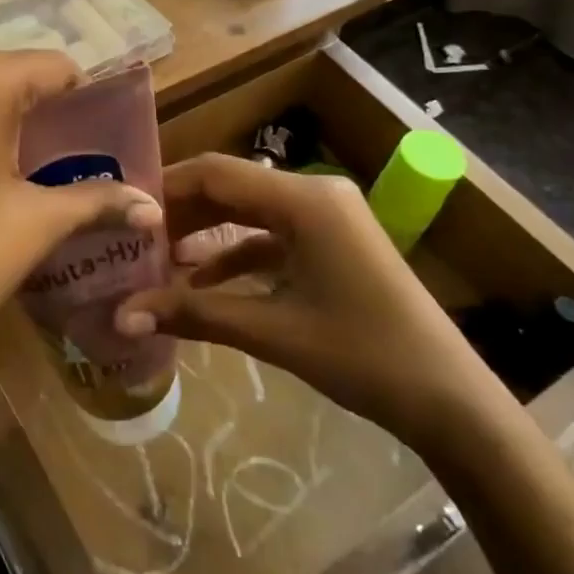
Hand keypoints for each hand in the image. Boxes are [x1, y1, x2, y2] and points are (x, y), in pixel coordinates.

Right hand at [114, 154, 504, 448]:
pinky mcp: (334, 243)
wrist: (451, 401)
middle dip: (181, 213)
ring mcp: (328, 218)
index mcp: (305, 200)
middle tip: (132, 238)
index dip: (166, 187)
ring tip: (158, 259)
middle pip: (231, 187)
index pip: (216, 173)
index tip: (123, 211)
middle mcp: (316, 194)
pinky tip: (202, 283)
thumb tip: (122, 316)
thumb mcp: (272, 332)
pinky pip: (273, 236)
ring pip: (250, 212)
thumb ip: (193, 314)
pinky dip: (237, 254)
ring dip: (206, 234)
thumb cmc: (363, 356)